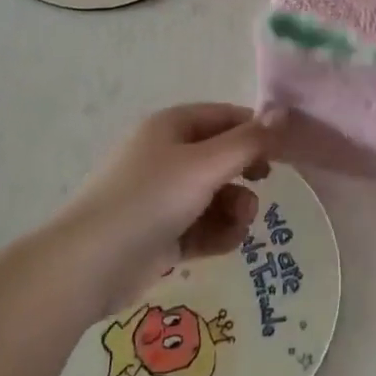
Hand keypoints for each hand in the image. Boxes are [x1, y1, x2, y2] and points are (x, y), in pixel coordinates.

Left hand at [50, 103, 281, 318]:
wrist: (91, 264)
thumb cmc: (150, 200)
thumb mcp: (205, 165)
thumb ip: (249, 141)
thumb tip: (284, 111)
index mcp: (172, 127)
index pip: (226, 117)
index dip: (256, 132)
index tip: (285, 154)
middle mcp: (167, 156)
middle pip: (224, 158)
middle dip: (246, 175)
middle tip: (262, 186)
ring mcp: (164, 196)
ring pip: (217, 195)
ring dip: (235, 209)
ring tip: (237, 224)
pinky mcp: (163, 233)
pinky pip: (203, 226)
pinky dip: (217, 233)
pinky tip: (222, 244)